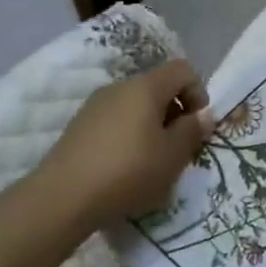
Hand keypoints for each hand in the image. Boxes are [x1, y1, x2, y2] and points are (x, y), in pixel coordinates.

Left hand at [24, 58, 213, 235]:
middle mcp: (119, 87)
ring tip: (152, 160)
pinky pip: (116, 120)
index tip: (197, 124)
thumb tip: (202, 115)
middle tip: (178, 146)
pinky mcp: (79, 126)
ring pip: (136, 105)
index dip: (198, 91)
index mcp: (145, 87)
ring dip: (152, 125)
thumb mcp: (173, 155)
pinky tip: (125, 167)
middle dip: (175, 112)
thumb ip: (193, 130)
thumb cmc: (128, 171)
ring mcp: (95, 105)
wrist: (62, 197)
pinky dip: (129, 135)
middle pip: (158, 87)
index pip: (183, 69)